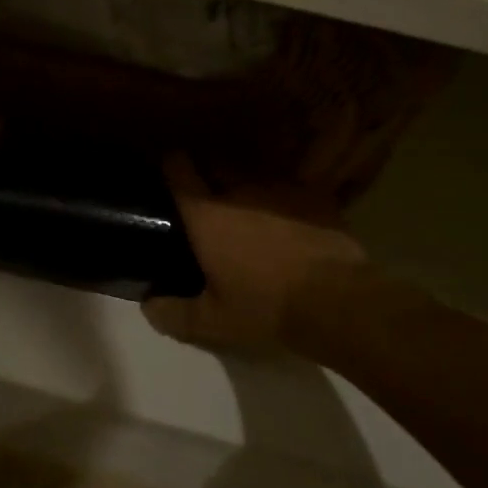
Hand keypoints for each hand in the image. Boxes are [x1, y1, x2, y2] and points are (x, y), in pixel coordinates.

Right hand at [143, 156, 374, 351]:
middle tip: (205, 196)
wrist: (339, 303)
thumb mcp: (213, 323)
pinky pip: (290, 187)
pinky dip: (282, 198)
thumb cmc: (266, 309)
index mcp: (207, 215)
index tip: (167, 169)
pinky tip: (286, 217)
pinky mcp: (315, 197)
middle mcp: (240, 190)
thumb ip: (174, 314)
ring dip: (245, 185)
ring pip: (254, 174)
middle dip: (207, 173)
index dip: (170, 164)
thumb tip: (148, 306)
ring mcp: (281, 189)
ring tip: (247, 205)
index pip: (179, 169)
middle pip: (216, 164)